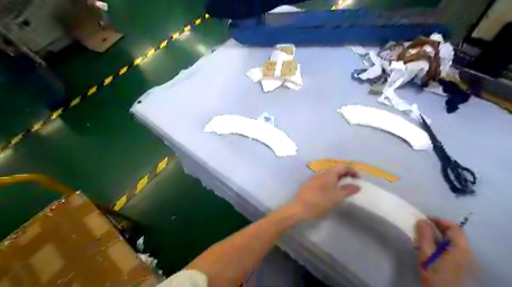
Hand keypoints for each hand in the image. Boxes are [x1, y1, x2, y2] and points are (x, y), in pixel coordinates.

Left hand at [292, 165, 358, 220]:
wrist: (299, 208)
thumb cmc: (320, 201)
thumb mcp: (337, 197)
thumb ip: (348, 190)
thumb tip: (357, 185)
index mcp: (329, 173)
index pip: (343, 166)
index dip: (352, 170)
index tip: (359, 178)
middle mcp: (322, 173)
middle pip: (336, 169)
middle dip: (346, 174)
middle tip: (354, 181)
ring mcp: (315, 178)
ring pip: (330, 175)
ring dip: (339, 178)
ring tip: (345, 186)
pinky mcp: (311, 185)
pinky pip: (325, 180)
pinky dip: (332, 182)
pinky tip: (334, 191)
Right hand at [415, 217, 470, 286]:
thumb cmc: (434, 274)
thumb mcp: (426, 254)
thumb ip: (424, 236)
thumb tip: (422, 220)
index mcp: (460, 249)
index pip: (454, 227)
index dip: (439, 220)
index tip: (424, 219)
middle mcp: (467, 253)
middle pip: (454, 234)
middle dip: (437, 227)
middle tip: (421, 226)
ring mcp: (465, 261)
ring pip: (452, 241)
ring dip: (438, 235)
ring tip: (422, 236)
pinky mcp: (461, 266)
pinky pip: (451, 249)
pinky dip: (440, 244)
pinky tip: (429, 247)